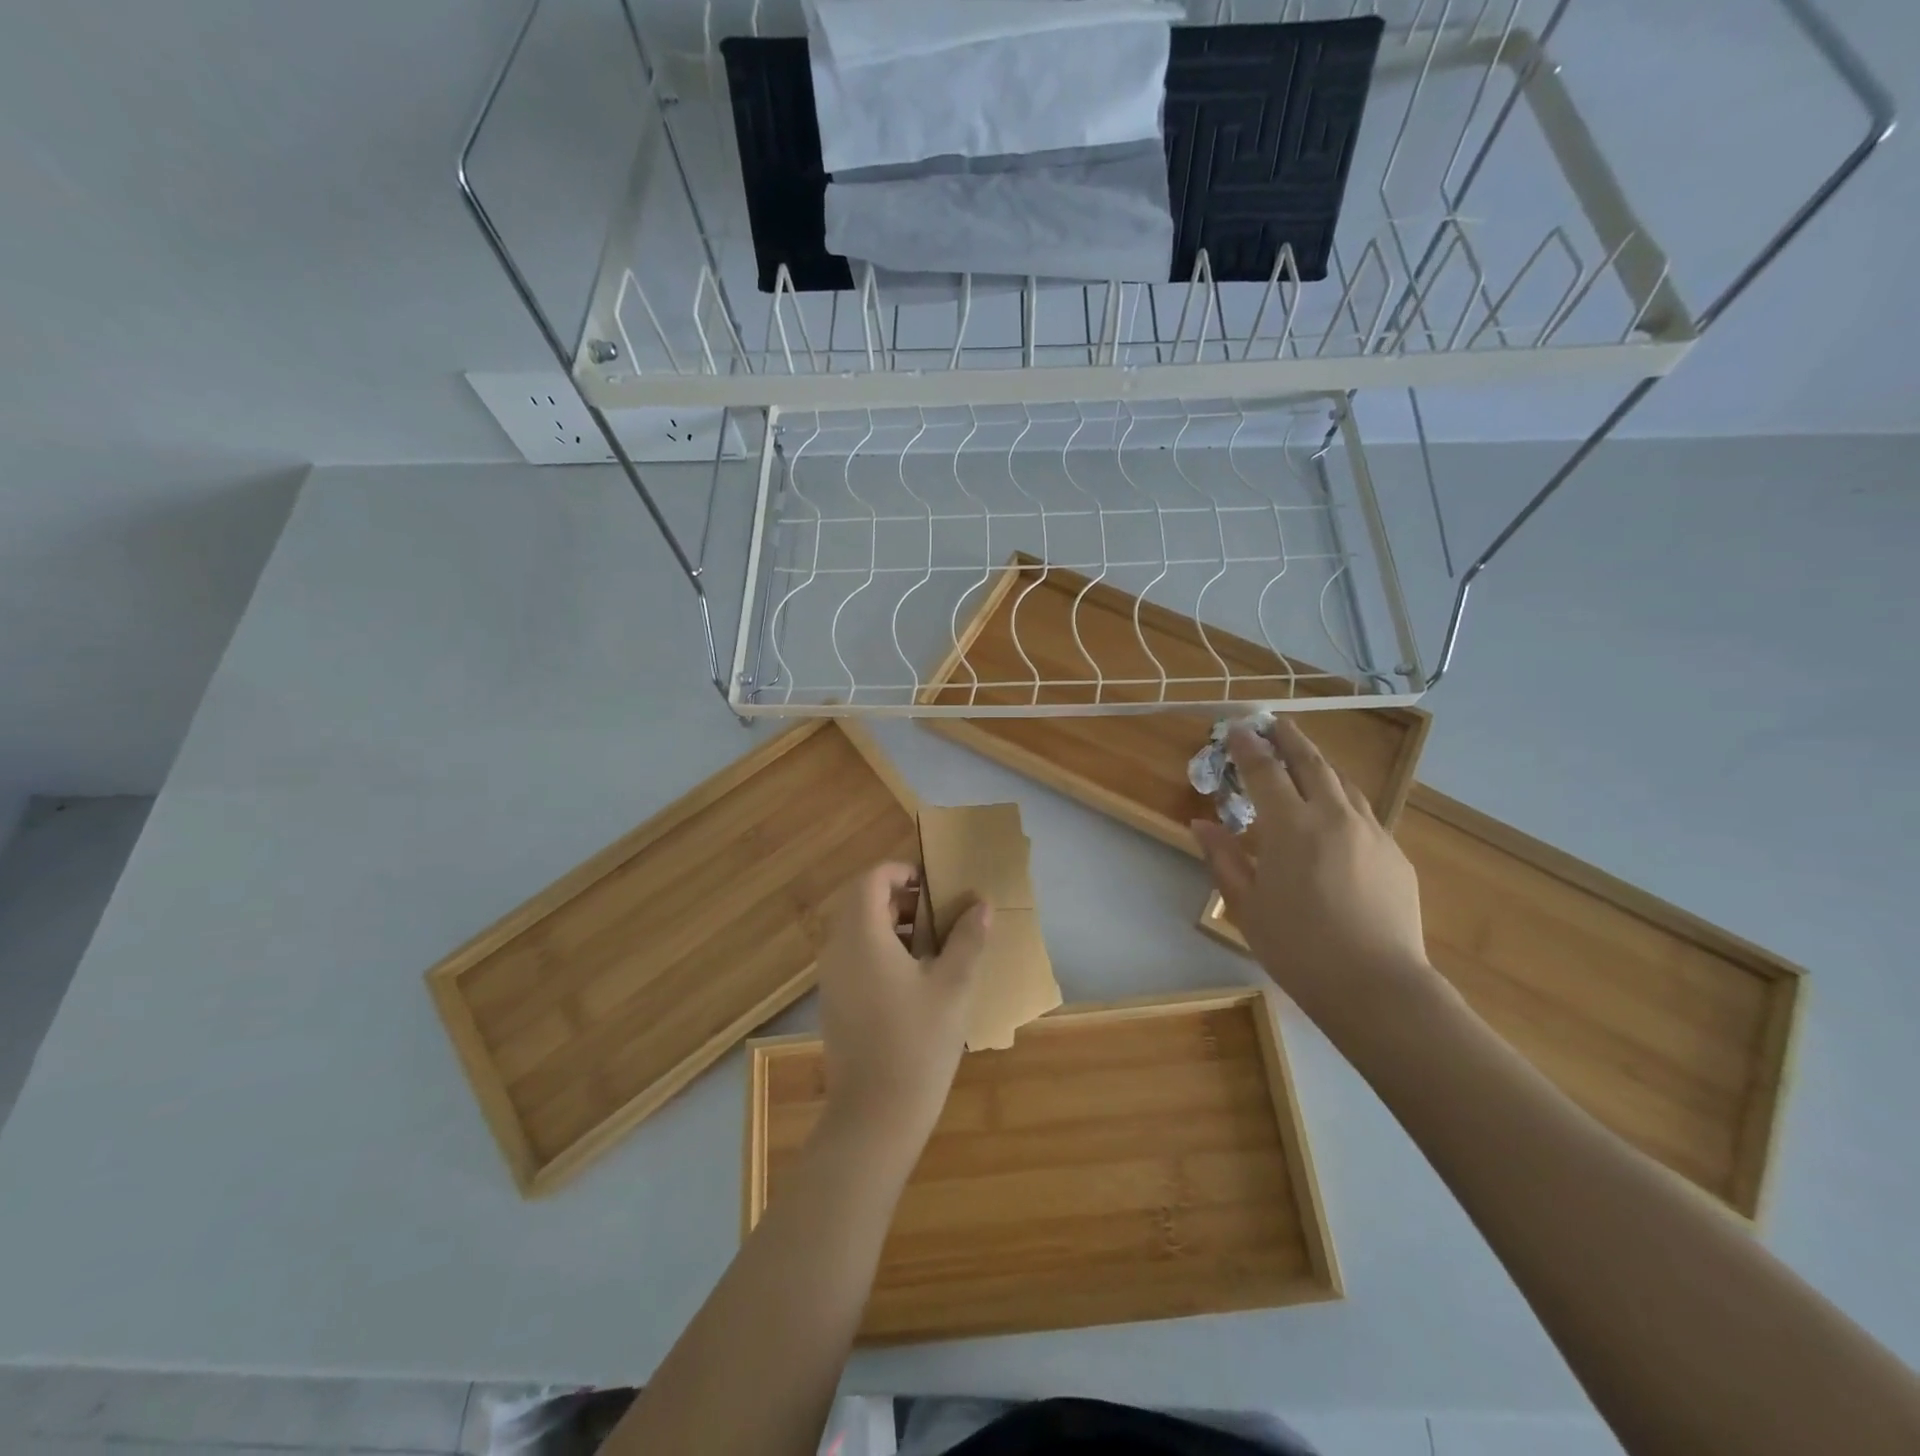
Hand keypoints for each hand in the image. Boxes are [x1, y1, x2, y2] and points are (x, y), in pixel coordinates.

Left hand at [814, 861, 990, 1156]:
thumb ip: (967, 939)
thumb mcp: (953, 987)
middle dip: (900, 900)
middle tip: (939, 913)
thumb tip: (981, 904)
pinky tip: (916, 980)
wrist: (874, 1117)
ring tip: (934, 945)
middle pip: (861, 904)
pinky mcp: (835, 1004)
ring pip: (857, 932)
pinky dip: (881, 952)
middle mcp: (838, 950)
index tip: (933, 884)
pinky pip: (854, 958)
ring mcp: (832, 979)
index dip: (900, 872)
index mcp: (861, 937)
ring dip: (892, 927)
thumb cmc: (917, 1043)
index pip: (870, 880)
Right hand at [1191, 719, 1437, 1027]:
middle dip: (1289, 738)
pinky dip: (1341, 799)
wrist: (1377, 986)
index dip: (1248, 746)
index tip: (1236, 728)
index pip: (1265, 771)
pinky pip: (1362, 812)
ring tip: (1303, 760)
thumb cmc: (1298, 947)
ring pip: (1343, 783)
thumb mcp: (1246, 904)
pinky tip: (1334, 814)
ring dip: (1318, 765)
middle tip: (1274, 723)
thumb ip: (1223, 857)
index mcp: (1291, 826)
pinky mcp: (1395, 854)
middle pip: (1311, 763)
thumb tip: (1201, 824)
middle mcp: (1334, 816)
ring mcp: (1371, 833)